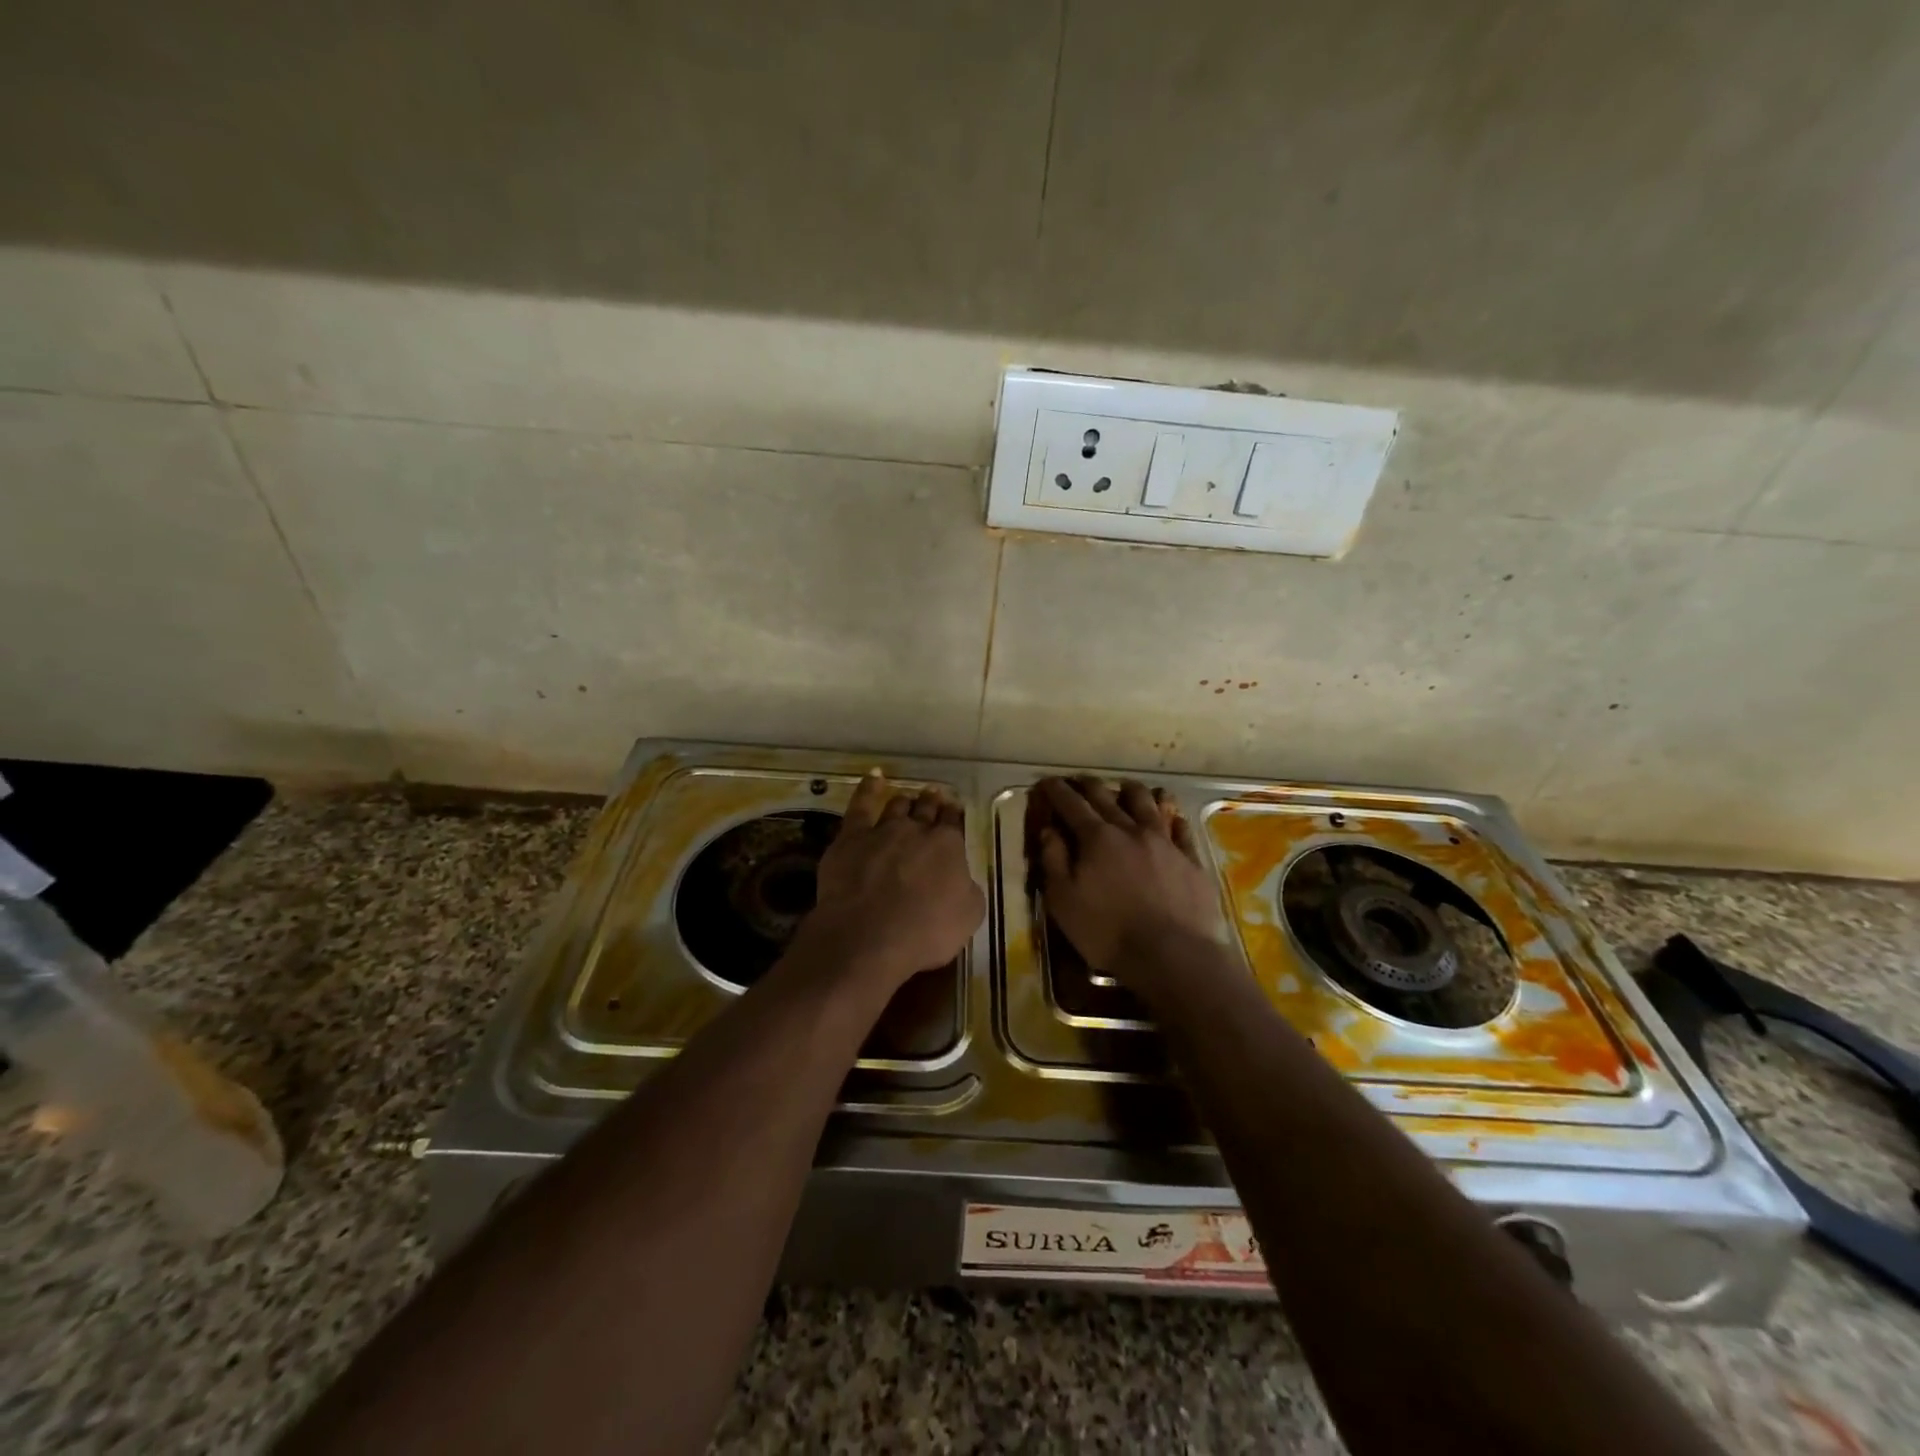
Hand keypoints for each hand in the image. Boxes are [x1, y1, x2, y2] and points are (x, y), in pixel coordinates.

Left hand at [802, 770, 985, 987]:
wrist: (869, 936)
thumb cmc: (925, 932)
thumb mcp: (968, 915)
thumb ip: (967, 890)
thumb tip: (962, 879)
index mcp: (948, 846)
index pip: (954, 822)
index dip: (955, 815)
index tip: (955, 810)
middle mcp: (917, 830)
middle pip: (927, 809)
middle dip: (932, 802)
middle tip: (935, 796)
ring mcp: (882, 830)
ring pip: (897, 806)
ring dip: (905, 801)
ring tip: (909, 798)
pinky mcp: (851, 837)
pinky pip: (861, 805)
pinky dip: (868, 788)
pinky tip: (874, 777)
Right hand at [1031, 777, 1221, 983]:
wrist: (1173, 955)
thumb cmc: (1108, 932)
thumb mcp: (1064, 901)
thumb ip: (1054, 861)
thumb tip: (1049, 830)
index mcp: (1097, 838)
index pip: (1072, 804)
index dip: (1057, 790)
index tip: (1047, 782)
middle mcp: (1131, 830)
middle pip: (1108, 796)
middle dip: (1089, 785)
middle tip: (1079, 780)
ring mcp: (1165, 842)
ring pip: (1148, 803)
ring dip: (1132, 791)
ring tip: (1125, 787)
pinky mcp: (1191, 859)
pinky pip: (1180, 828)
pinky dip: (1171, 817)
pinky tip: (1170, 816)